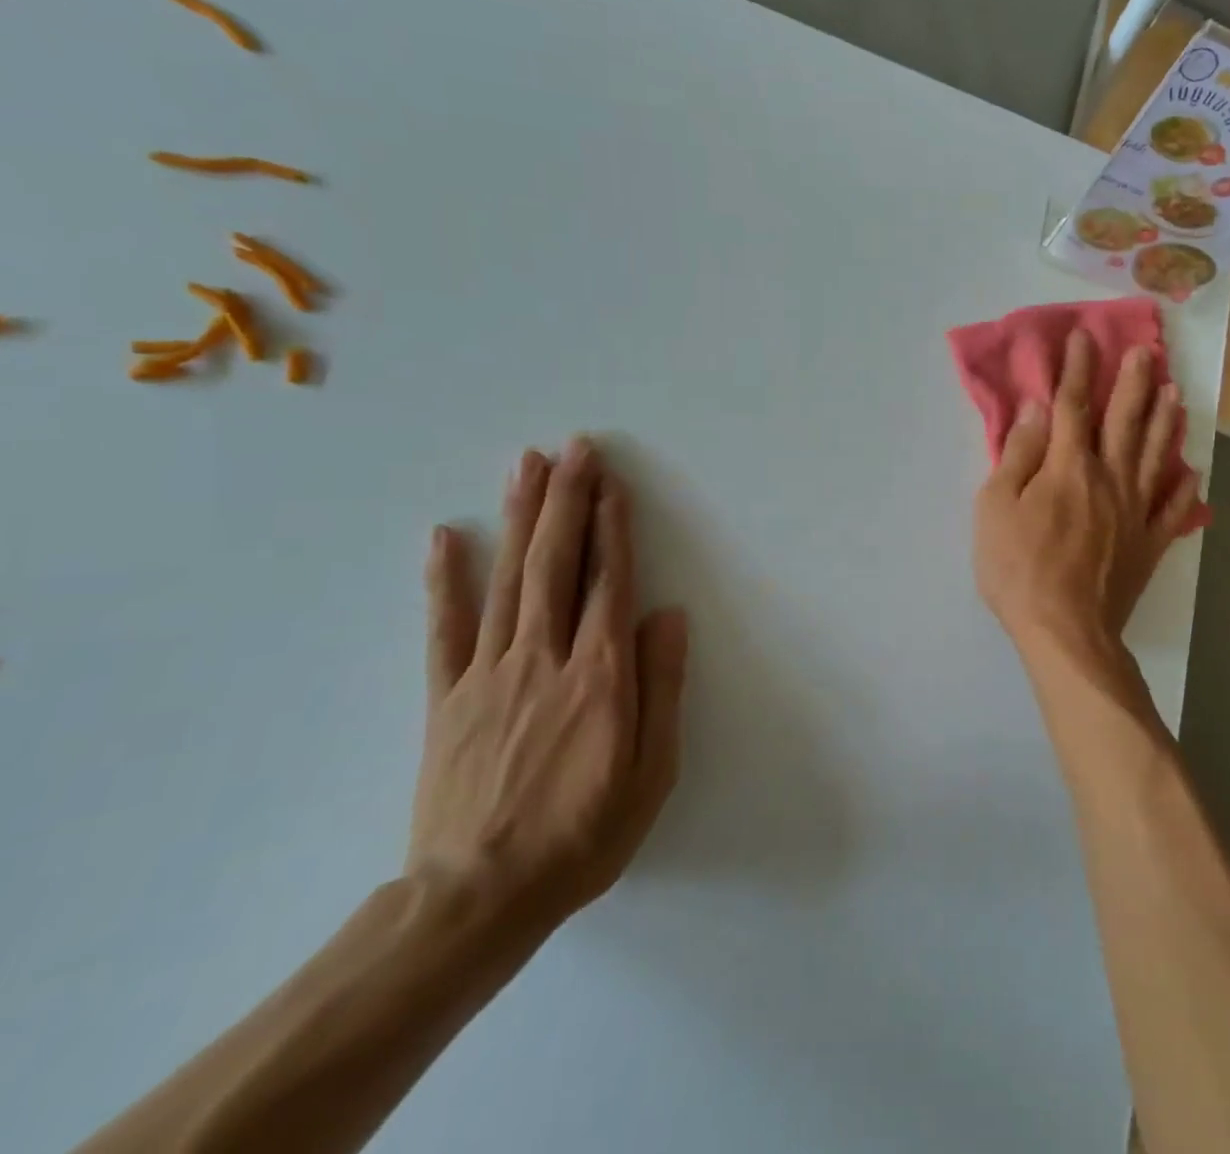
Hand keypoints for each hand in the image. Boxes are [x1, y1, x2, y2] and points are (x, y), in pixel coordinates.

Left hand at [407, 437, 688, 931]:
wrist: (476, 899)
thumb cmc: (582, 835)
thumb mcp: (650, 771)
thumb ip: (661, 686)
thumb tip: (668, 614)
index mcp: (599, 675)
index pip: (608, 583)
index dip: (612, 528)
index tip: (612, 483)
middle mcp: (544, 658)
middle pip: (556, 564)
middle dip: (567, 500)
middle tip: (573, 448)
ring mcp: (488, 674)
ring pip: (507, 580)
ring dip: (519, 517)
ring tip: (526, 464)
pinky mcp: (446, 698)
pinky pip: (444, 629)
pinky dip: (444, 580)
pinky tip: (445, 536)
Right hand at [972, 330, 1199, 656]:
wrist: (1065, 630)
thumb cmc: (1019, 567)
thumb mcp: (996, 506)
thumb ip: (1019, 454)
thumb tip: (1035, 408)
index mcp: (1069, 466)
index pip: (1072, 405)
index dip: (1077, 368)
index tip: (1083, 337)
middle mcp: (1110, 478)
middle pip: (1125, 421)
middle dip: (1133, 382)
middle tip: (1146, 351)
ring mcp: (1136, 511)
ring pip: (1155, 455)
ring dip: (1165, 420)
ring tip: (1175, 393)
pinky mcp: (1150, 544)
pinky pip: (1172, 508)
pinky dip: (1182, 488)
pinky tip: (1191, 472)